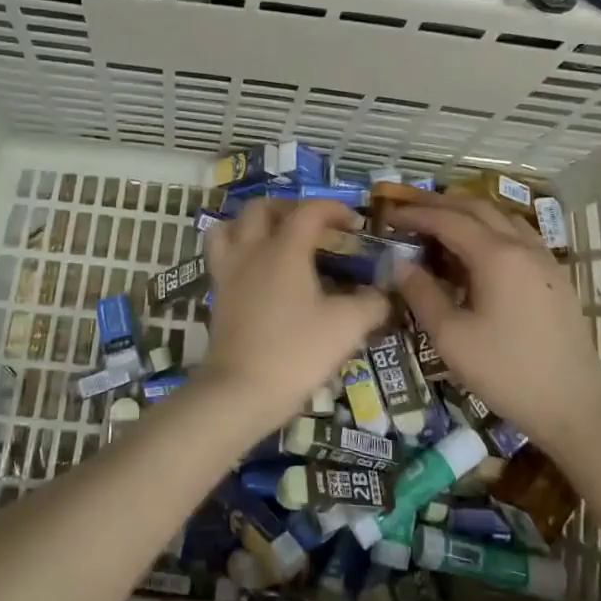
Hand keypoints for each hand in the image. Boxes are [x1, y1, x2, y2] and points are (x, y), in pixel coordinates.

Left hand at [199, 199, 389, 436]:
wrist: (240, 392)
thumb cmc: (296, 352)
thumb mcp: (346, 327)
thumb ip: (371, 304)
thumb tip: (384, 293)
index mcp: (285, 248)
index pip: (310, 211)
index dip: (335, 209)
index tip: (355, 225)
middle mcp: (252, 250)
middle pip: (262, 208)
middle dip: (290, 209)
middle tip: (312, 227)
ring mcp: (229, 271)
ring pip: (231, 226)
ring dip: (253, 224)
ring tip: (275, 239)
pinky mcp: (217, 294)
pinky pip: (221, 254)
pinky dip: (238, 249)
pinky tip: (257, 270)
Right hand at [386, 195, 600, 453]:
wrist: (575, 406)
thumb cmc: (507, 372)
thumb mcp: (451, 337)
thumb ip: (422, 294)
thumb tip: (400, 263)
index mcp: (496, 255)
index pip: (448, 220)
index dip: (415, 214)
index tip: (389, 215)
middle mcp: (522, 246)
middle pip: (477, 208)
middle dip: (440, 204)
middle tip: (409, 208)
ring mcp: (544, 259)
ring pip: (501, 216)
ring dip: (468, 212)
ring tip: (441, 221)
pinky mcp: (555, 276)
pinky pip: (518, 234)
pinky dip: (491, 227)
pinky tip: (480, 248)